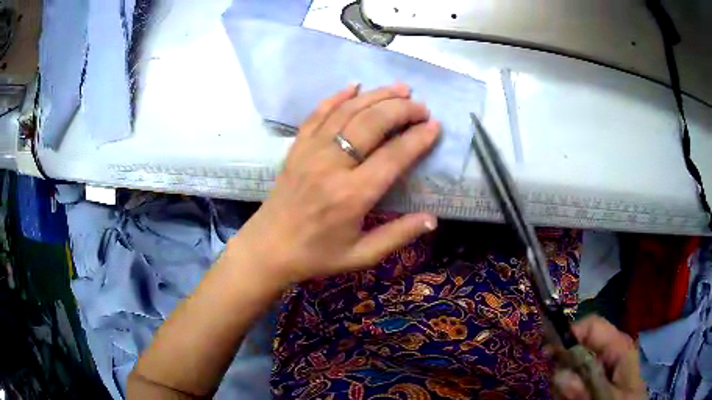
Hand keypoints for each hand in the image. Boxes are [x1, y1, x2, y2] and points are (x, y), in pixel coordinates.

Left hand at [230, 83, 440, 285]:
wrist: (268, 248)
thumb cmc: (316, 255)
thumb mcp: (361, 256)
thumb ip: (398, 236)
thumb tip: (433, 219)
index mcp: (352, 196)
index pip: (393, 156)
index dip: (418, 138)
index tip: (435, 126)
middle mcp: (332, 166)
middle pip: (372, 123)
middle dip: (401, 110)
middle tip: (421, 107)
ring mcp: (311, 152)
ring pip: (347, 112)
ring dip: (376, 96)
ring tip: (400, 88)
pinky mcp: (297, 147)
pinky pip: (317, 114)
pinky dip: (337, 97)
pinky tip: (354, 86)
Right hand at [553, 316, 646, 399]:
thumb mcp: (607, 395)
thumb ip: (586, 383)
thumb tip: (558, 372)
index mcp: (617, 345)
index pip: (591, 325)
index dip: (569, 333)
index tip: (547, 354)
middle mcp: (608, 351)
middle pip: (577, 347)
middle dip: (564, 367)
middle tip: (562, 390)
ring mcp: (601, 366)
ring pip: (572, 366)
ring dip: (565, 383)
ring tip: (571, 398)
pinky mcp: (595, 379)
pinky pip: (574, 380)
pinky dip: (567, 391)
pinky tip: (573, 399)